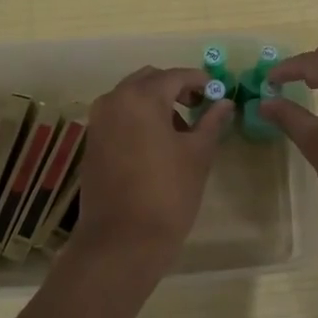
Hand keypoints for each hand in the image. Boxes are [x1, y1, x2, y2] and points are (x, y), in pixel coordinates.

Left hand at [73, 66, 229, 256]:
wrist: (122, 241)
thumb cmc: (167, 193)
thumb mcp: (198, 155)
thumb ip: (211, 122)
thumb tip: (224, 103)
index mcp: (141, 97)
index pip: (176, 76)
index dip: (200, 81)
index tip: (218, 92)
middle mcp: (114, 100)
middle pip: (149, 80)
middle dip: (175, 88)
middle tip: (200, 107)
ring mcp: (98, 122)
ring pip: (131, 98)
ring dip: (156, 104)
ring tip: (182, 131)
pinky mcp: (93, 143)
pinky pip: (119, 117)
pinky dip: (139, 119)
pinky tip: (158, 145)